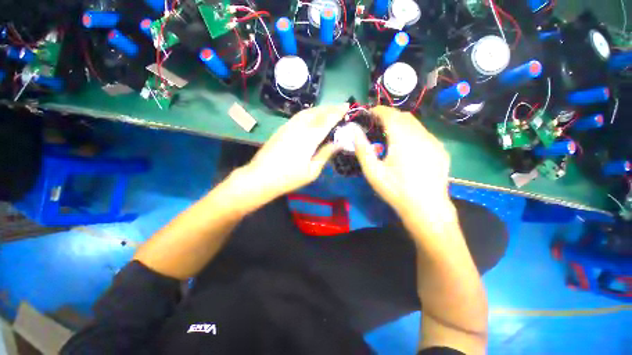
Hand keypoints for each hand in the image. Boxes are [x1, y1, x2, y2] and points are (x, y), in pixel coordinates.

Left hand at [232, 105, 346, 211]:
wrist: (260, 177)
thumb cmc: (289, 178)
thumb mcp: (312, 171)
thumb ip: (325, 154)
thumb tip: (338, 143)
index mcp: (309, 138)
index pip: (326, 120)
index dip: (337, 112)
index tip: (346, 106)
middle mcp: (299, 127)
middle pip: (317, 112)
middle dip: (330, 108)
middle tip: (340, 107)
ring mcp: (288, 126)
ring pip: (306, 112)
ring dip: (319, 109)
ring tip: (328, 110)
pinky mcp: (281, 129)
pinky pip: (298, 116)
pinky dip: (309, 112)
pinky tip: (312, 117)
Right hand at [354, 106, 454, 223]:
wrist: (426, 207)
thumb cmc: (395, 190)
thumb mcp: (373, 172)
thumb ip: (362, 149)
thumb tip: (354, 131)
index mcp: (403, 138)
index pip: (390, 114)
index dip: (378, 111)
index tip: (369, 113)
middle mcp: (420, 134)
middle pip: (404, 116)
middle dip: (389, 115)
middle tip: (377, 123)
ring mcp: (433, 141)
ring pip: (415, 124)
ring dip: (401, 124)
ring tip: (390, 133)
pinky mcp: (440, 150)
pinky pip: (424, 134)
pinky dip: (412, 133)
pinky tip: (407, 146)